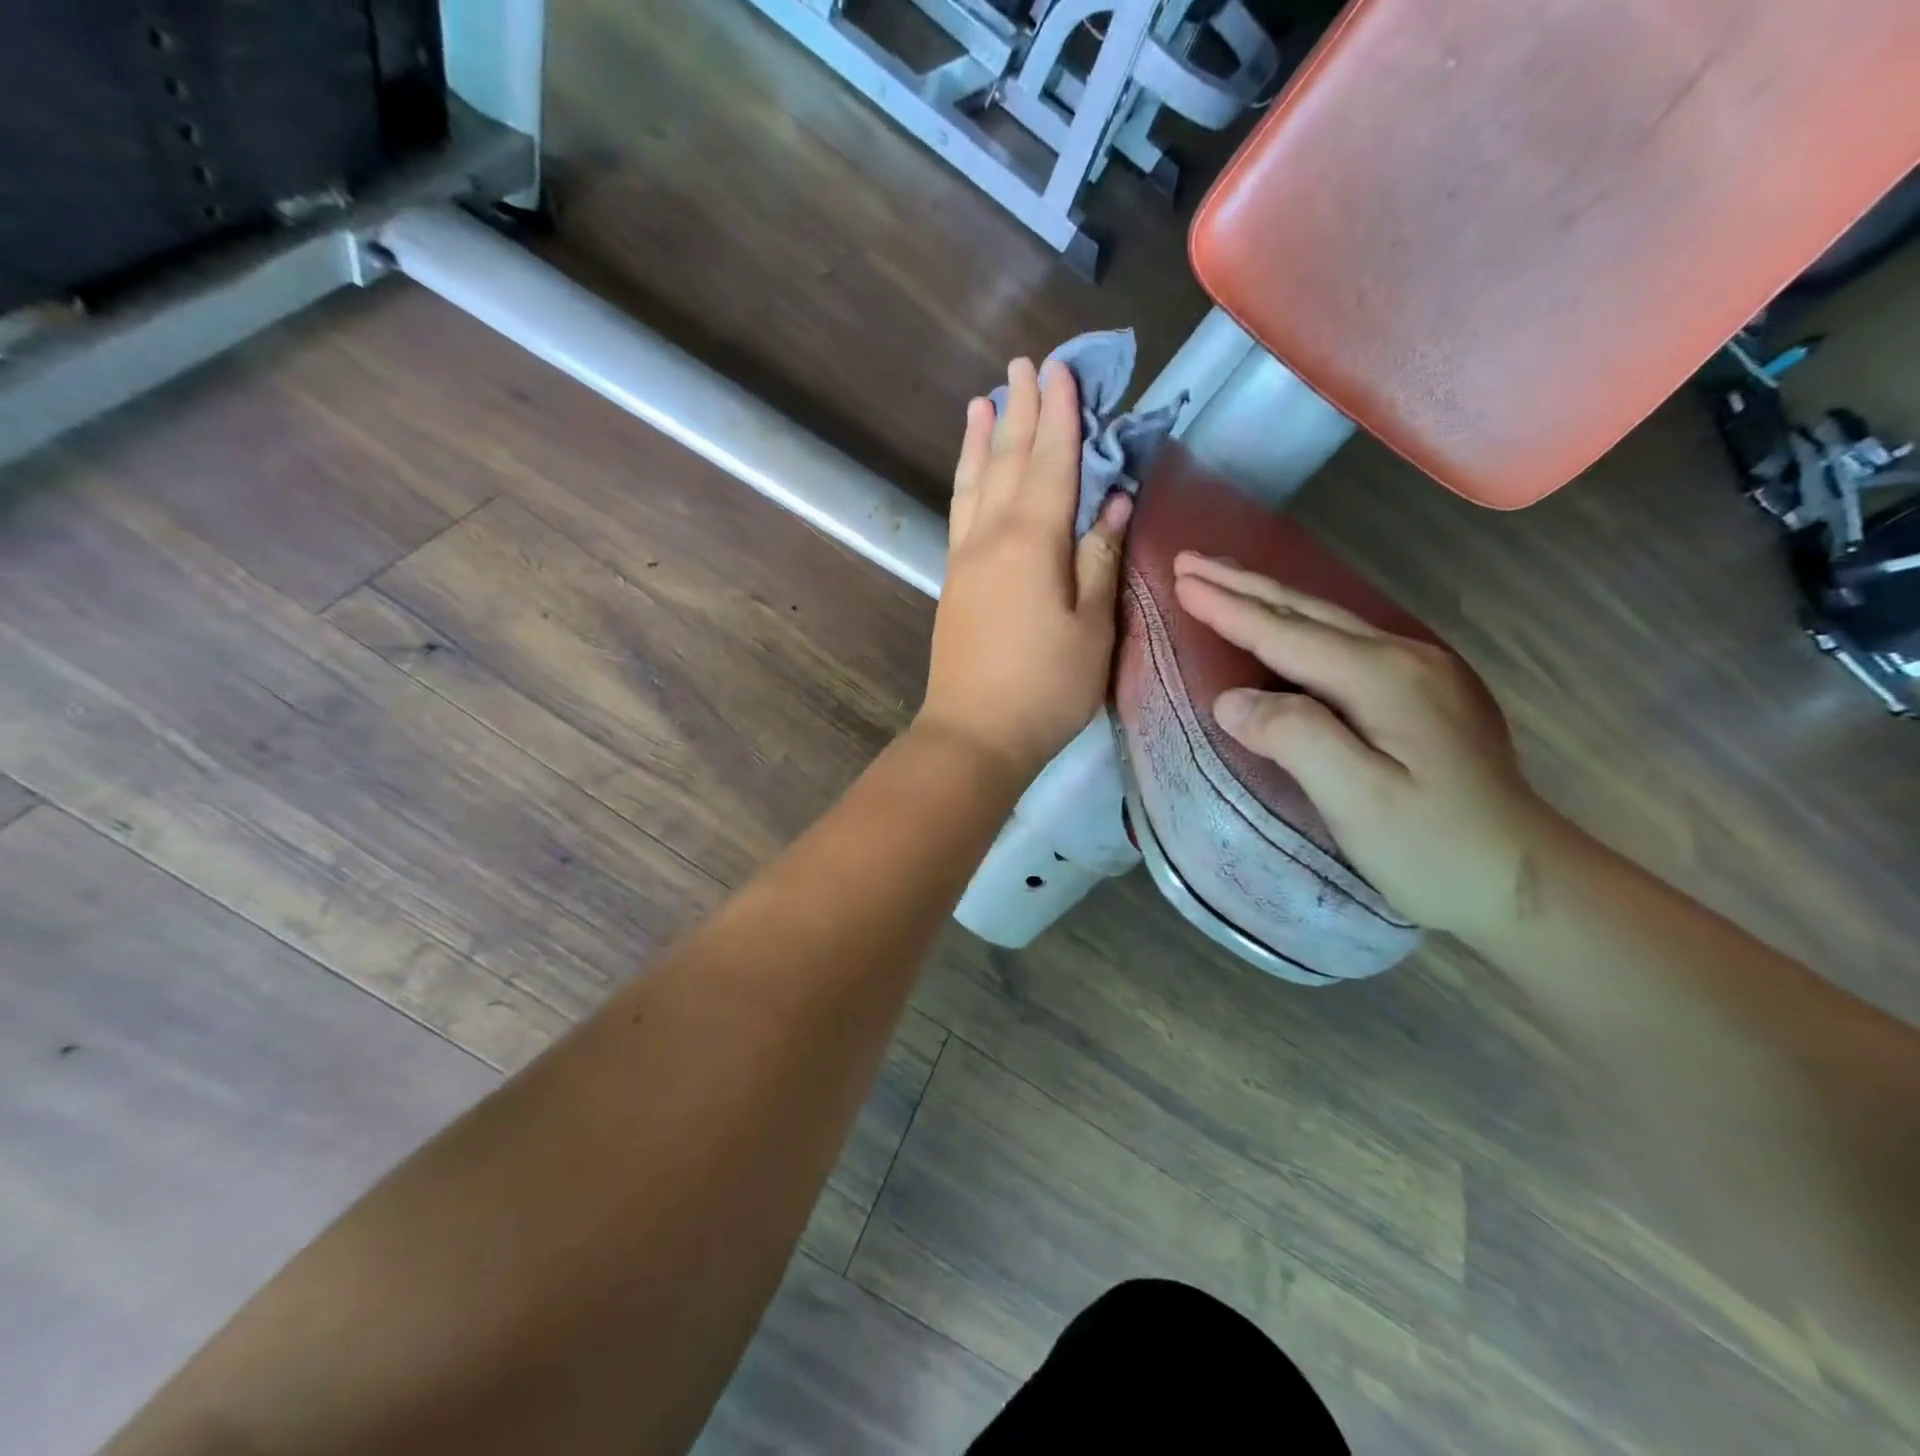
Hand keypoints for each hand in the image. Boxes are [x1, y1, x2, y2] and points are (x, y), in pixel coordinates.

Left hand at [917, 357, 1132, 785]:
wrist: (974, 734)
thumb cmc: (1045, 687)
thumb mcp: (1092, 627)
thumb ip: (1099, 558)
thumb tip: (1114, 501)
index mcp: (1032, 542)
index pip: (1052, 463)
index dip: (1061, 416)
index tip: (1063, 370)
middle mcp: (991, 536)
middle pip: (1009, 460)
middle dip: (1021, 410)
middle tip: (1025, 364)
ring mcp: (965, 558)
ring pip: (974, 482)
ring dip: (983, 438)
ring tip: (984, 400)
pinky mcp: (953, 581)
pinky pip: (959, 512)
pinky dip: (966, 480)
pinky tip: (970, 472)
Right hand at [1173, 552, 1565, 940]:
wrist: (1524, 881)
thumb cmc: (1432, 848)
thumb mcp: (1357, 799)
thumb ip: (1293, 737)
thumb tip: (1230, 699)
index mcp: (1383, 678)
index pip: (1286, 633)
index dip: (1229, 607)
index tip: (1180, 578)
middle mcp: (1404, 658)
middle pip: (1307, 611)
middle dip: (1243, 584)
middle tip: (1189, 560)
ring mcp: (1420, 672)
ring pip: (1328, 621)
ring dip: (1269, 598)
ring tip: (1223, 580)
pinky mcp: (1423, 693)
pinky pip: (1344, 642)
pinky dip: (1298, 625)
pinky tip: (1285, 625)